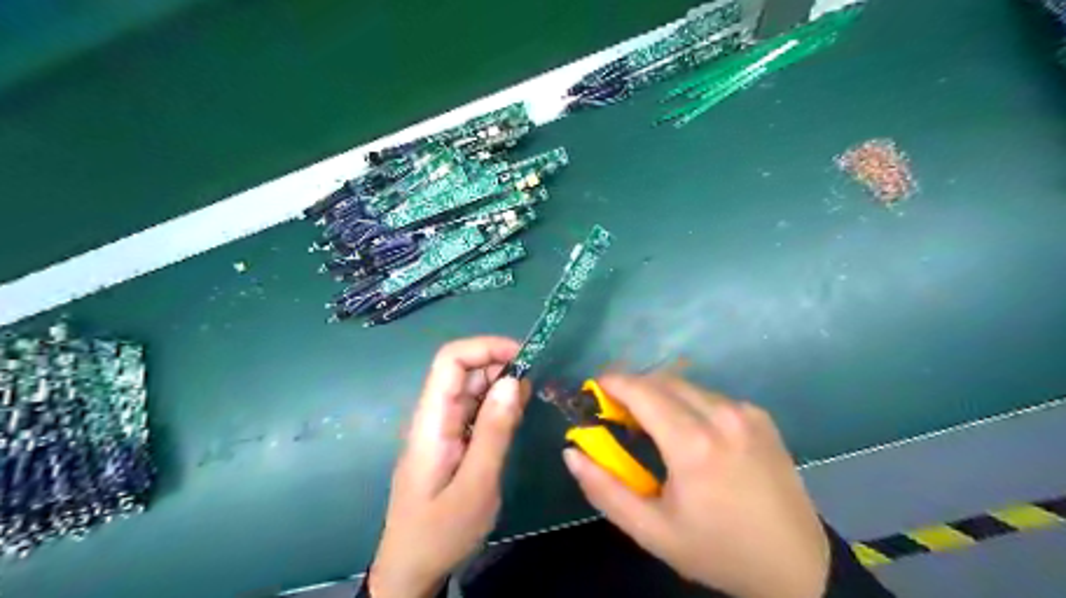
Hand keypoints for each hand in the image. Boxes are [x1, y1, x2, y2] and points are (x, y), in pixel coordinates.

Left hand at [370, 337, 530, 596]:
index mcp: (431, 420)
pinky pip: (475, 409)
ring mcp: (442, 427)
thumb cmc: (441, 531)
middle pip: (463, 370)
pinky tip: (514, 418)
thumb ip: (495, 431)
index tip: (524, 356)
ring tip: (526, 404)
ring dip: (501, 386)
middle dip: (500, 366)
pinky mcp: (451, 439)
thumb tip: (514, 380)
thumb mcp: (476, 485)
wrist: (412, 568)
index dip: (485, 347)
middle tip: (533, 386)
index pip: (450, 360)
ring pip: (472, 388)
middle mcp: (434, 415)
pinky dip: (497, 406)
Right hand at [562, 374, 827, 596]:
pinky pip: (710, 396)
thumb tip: (572, 452)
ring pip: (686, 385)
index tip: (594, 390)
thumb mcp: (652, 532)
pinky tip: (688, 432)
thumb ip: (605, 489)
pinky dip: (687, 403)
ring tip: (650, 425)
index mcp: (694, 445)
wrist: (796, 565)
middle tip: (616, 412)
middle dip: (633, 388)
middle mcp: (722, 416)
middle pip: (662, 381)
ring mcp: (745, 412)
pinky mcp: (759, 415)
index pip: (642, 391)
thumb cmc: (717, 550)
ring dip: (660, 395)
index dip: (612, 383)